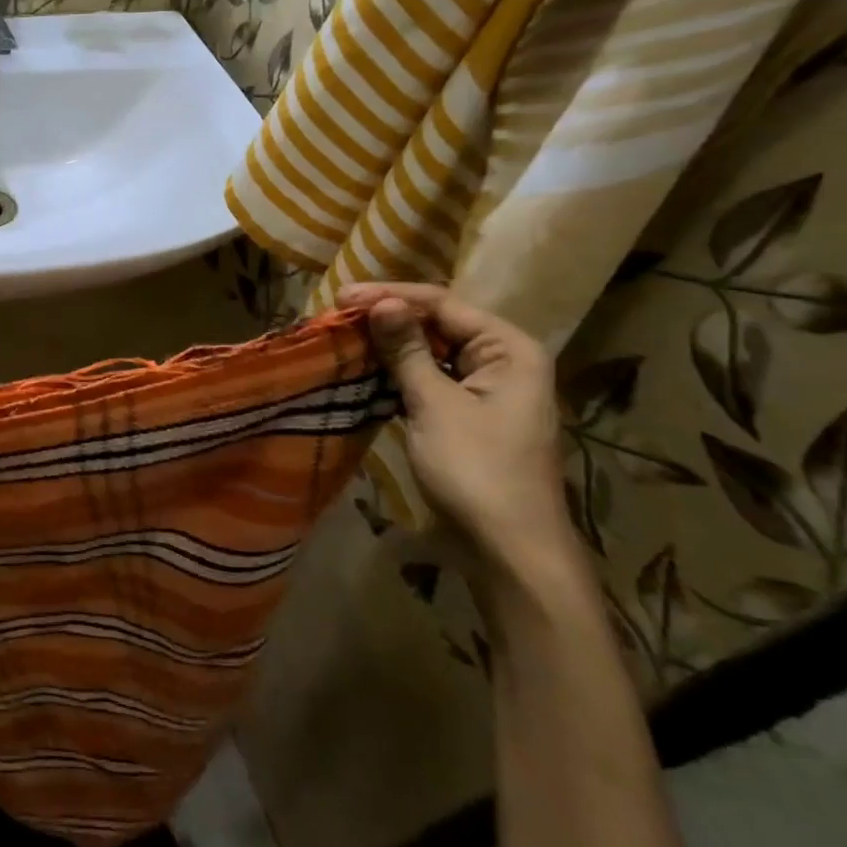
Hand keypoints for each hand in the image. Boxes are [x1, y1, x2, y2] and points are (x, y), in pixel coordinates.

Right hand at [337, 283, 578, 591]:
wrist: (508, 550)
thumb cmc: (476, 470)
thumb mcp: (435, 405)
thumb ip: (406, 350)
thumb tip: (381, 303)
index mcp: (509, 350)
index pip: (443, 304)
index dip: (391, 297)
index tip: (341, 297)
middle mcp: (502, 362)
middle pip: (438, 324)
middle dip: (389, 318)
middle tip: (337, 315)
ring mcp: (485, 391)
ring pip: (430, 353)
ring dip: (389, 346)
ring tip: (344, 337)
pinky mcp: (467, 417)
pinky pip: (428, 380)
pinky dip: (397, 373)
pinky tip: (364, 370)